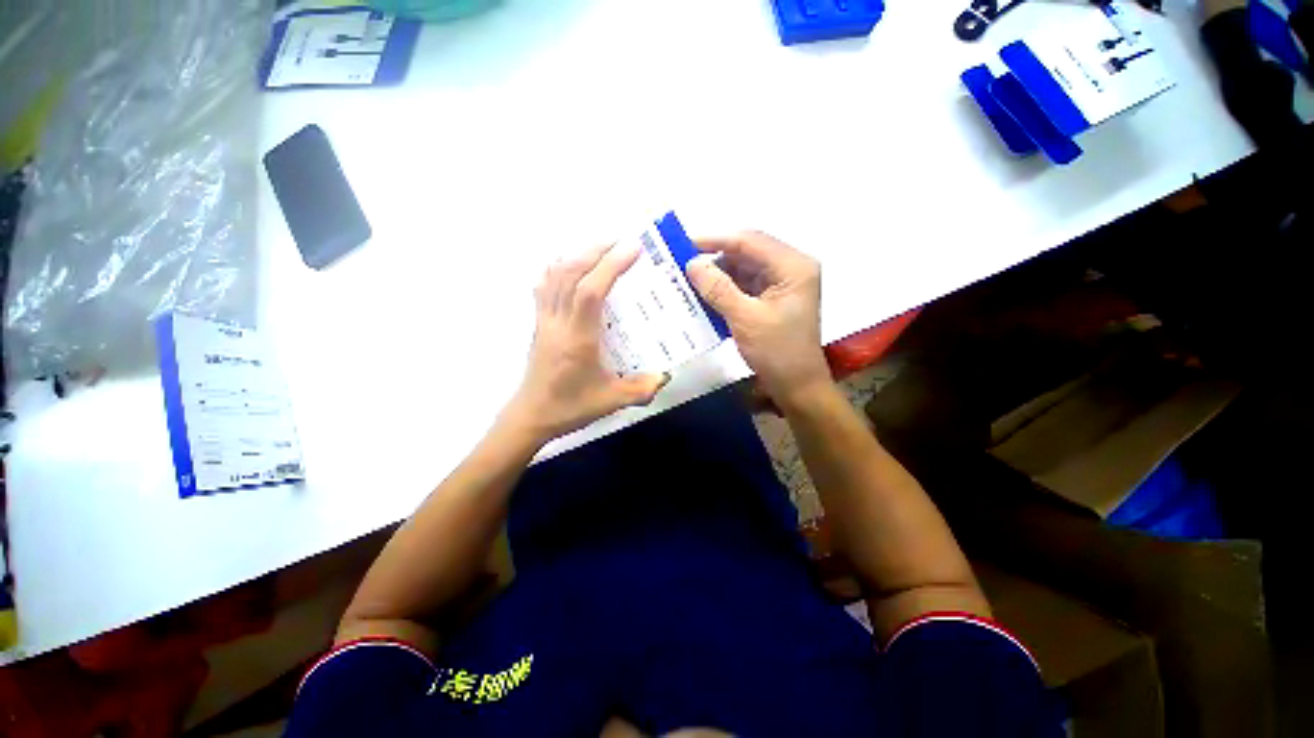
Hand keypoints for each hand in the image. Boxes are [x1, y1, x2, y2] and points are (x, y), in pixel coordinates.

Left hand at [504, 243, 668, 441]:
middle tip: (621, 242)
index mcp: (578, 339)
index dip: (611, 265)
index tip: (633, 248)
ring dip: (577, 255)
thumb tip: (665, 375)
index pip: (591, 291)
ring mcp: (544, 321)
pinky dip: (557, 268)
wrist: (531, 416)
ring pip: (554, 275)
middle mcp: (558, 323)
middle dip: (596, 251)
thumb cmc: (570, 407)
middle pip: (570, 273)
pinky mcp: (538, 323)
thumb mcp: (611, 401)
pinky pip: (543, 286)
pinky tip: (569, 265)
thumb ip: (641, 389)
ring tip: (601, 249)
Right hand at [685, 232, 830, 407]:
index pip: (749, 241)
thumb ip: (718, 289)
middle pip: (746, 253)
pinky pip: (744, 287)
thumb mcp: (745, 318)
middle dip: (715, 260)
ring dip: (717, 277)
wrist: (796, 387)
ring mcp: (781, 285)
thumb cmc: (777, 352)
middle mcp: (789, 269)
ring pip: (743, 270)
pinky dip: (724, 291)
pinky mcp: (772, 300)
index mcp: (793, 266)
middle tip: (682, 266)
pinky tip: (704, 297)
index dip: (715, 240)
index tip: (684, 245)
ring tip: (688, 282)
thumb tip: (691, 264)